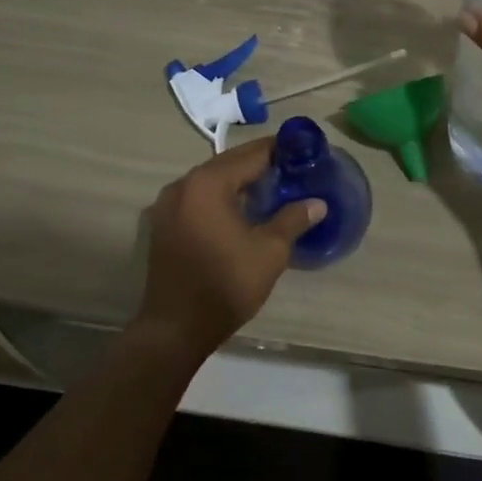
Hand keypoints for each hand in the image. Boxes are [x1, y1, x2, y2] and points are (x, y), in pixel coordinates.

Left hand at [132, 139, 325, 361]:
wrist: (176, 329)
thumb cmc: (226, 284)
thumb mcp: (270, 251)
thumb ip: (293, 219)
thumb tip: (318, 203)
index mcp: (208, 183)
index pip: (251, 154)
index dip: (281, 151)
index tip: (305, 154)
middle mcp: (183, 185)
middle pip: (229, 163)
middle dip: (261, 165)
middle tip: (294, 172)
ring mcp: (168, 205)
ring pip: (212, 181)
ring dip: (240, 182)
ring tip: (273, 191)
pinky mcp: (163, 224)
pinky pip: (199, 198)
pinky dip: (221, 198)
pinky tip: (243, 212)